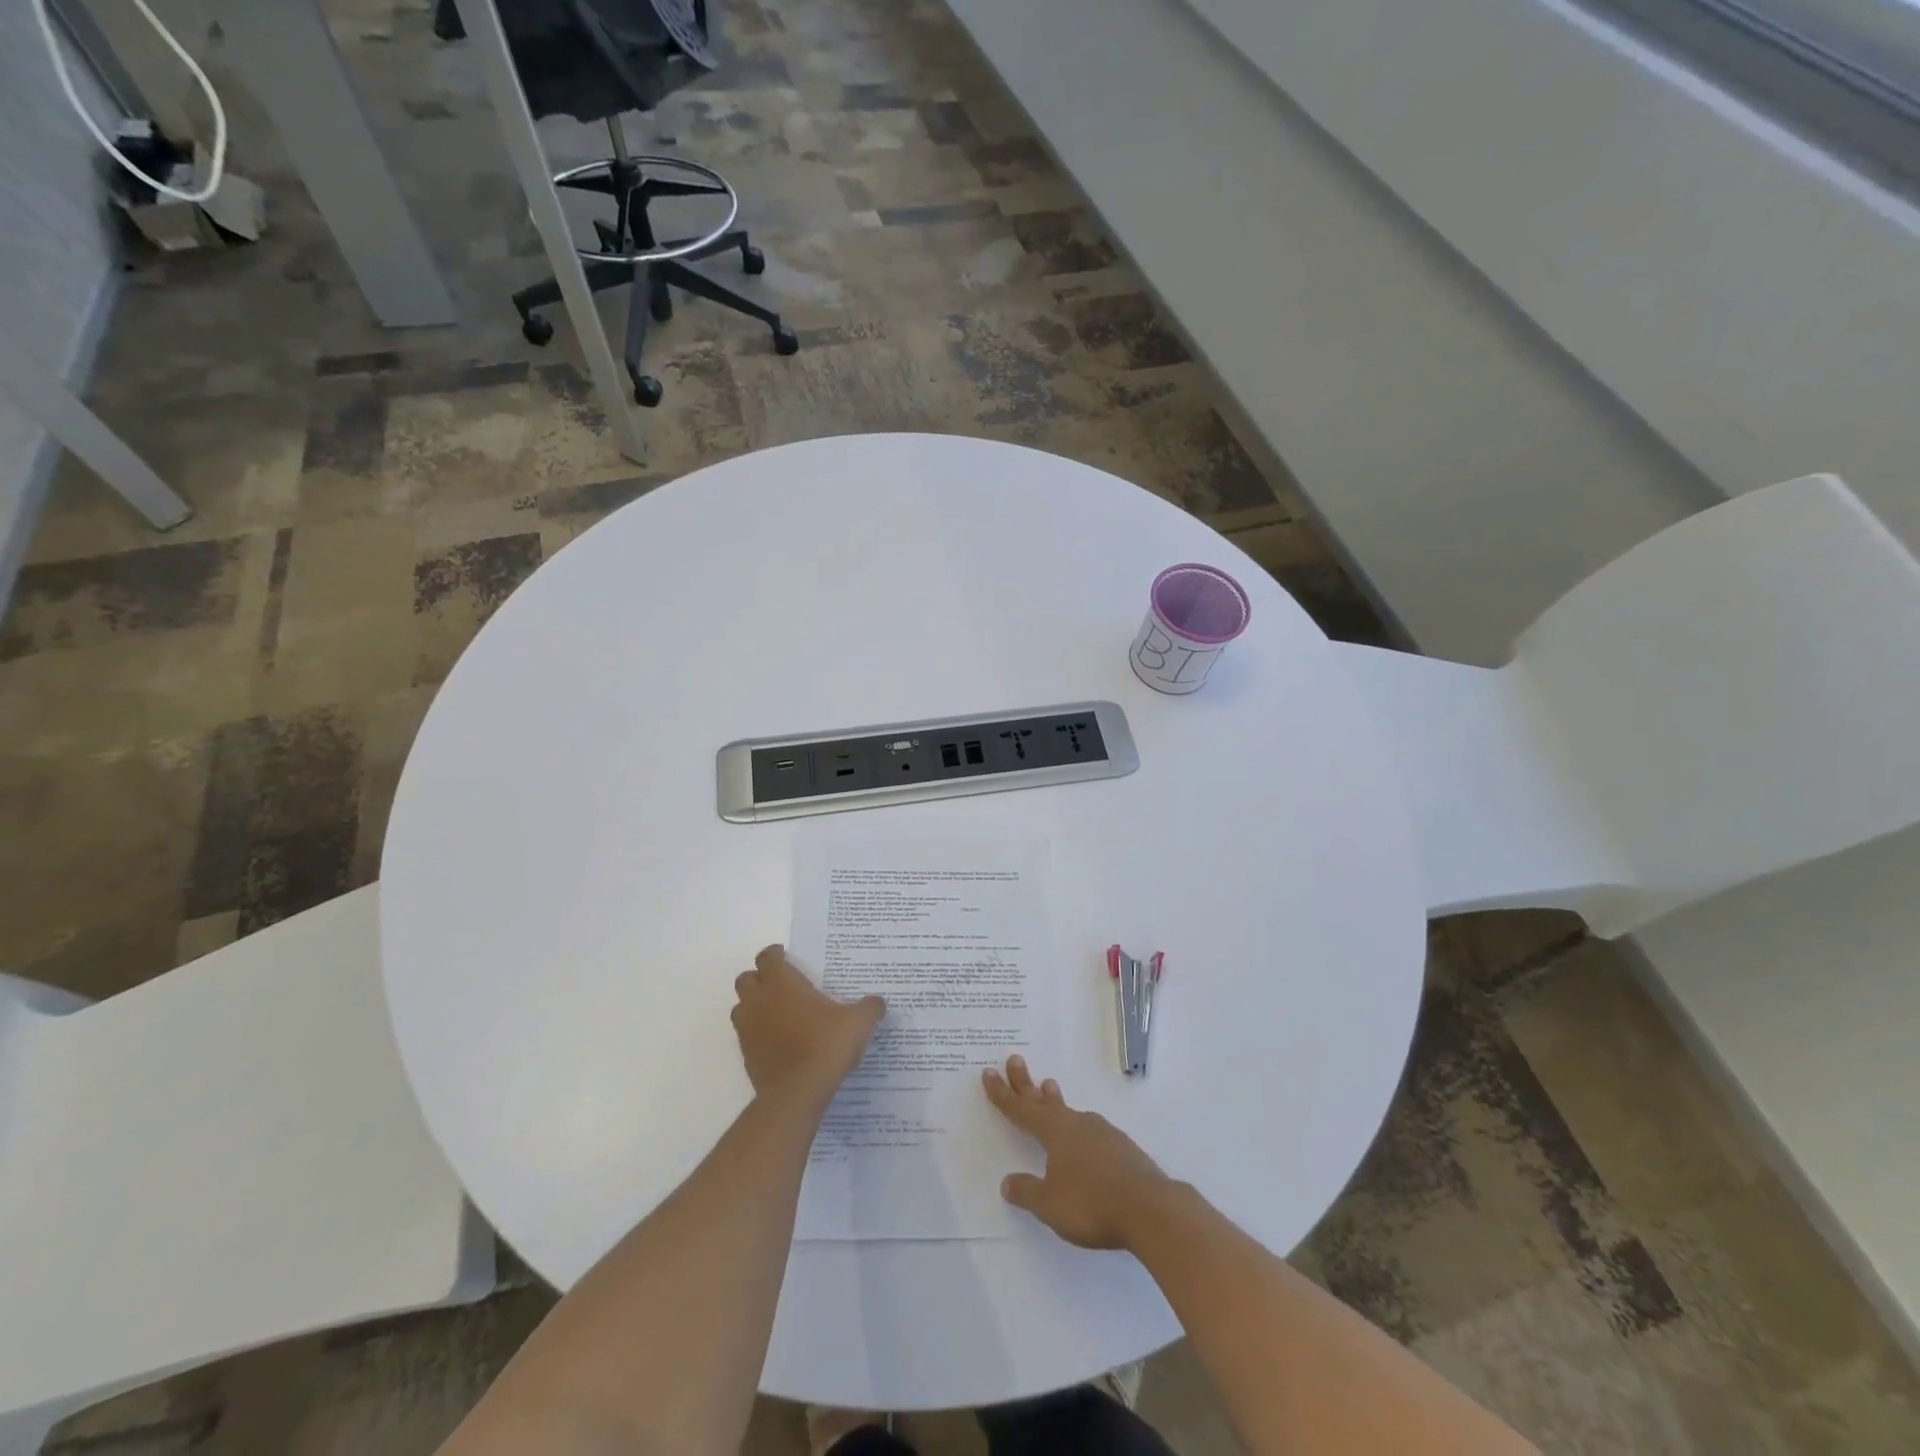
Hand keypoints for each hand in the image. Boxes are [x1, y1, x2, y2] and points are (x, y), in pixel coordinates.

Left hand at [731, 945, 884, 1102]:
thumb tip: (878, 1003)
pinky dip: (758, 1035)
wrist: (798, 1092)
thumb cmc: (826, 1044)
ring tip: (778, 1014)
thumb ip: (869, 1007)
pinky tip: (780, 1043)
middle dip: (760, 979)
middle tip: (782, 986)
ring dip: (754, 1006)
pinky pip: (746, 1036)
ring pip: (741, 1008)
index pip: (767, 957)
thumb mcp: (858, 1022)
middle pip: (746, 979)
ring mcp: (748, 1030)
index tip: (789, 958)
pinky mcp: (746, 1056)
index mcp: (782, 983)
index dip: (776, 955)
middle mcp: (759, 1001)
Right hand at [983, 1055, 1171, 1249]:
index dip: (1003, 1094)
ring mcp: (1102, 1133)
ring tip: (1048, 1087)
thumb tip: (1008, 1182)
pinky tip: (1084, 1135)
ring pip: (1070, 1111)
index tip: (990, 1072)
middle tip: (1015, 1060)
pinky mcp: (1122, 1148)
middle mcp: (1077, 1124)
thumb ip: (1027, 1192)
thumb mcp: (1050, 1204)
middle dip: (1026, 1084)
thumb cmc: (1092, 1204)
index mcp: (1055, 1132)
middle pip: (1045, 1101)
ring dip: (1055, 1100)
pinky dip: (1077, 1124)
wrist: (1151, 1209)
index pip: (1022, 1110)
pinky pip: (1090, 1129)